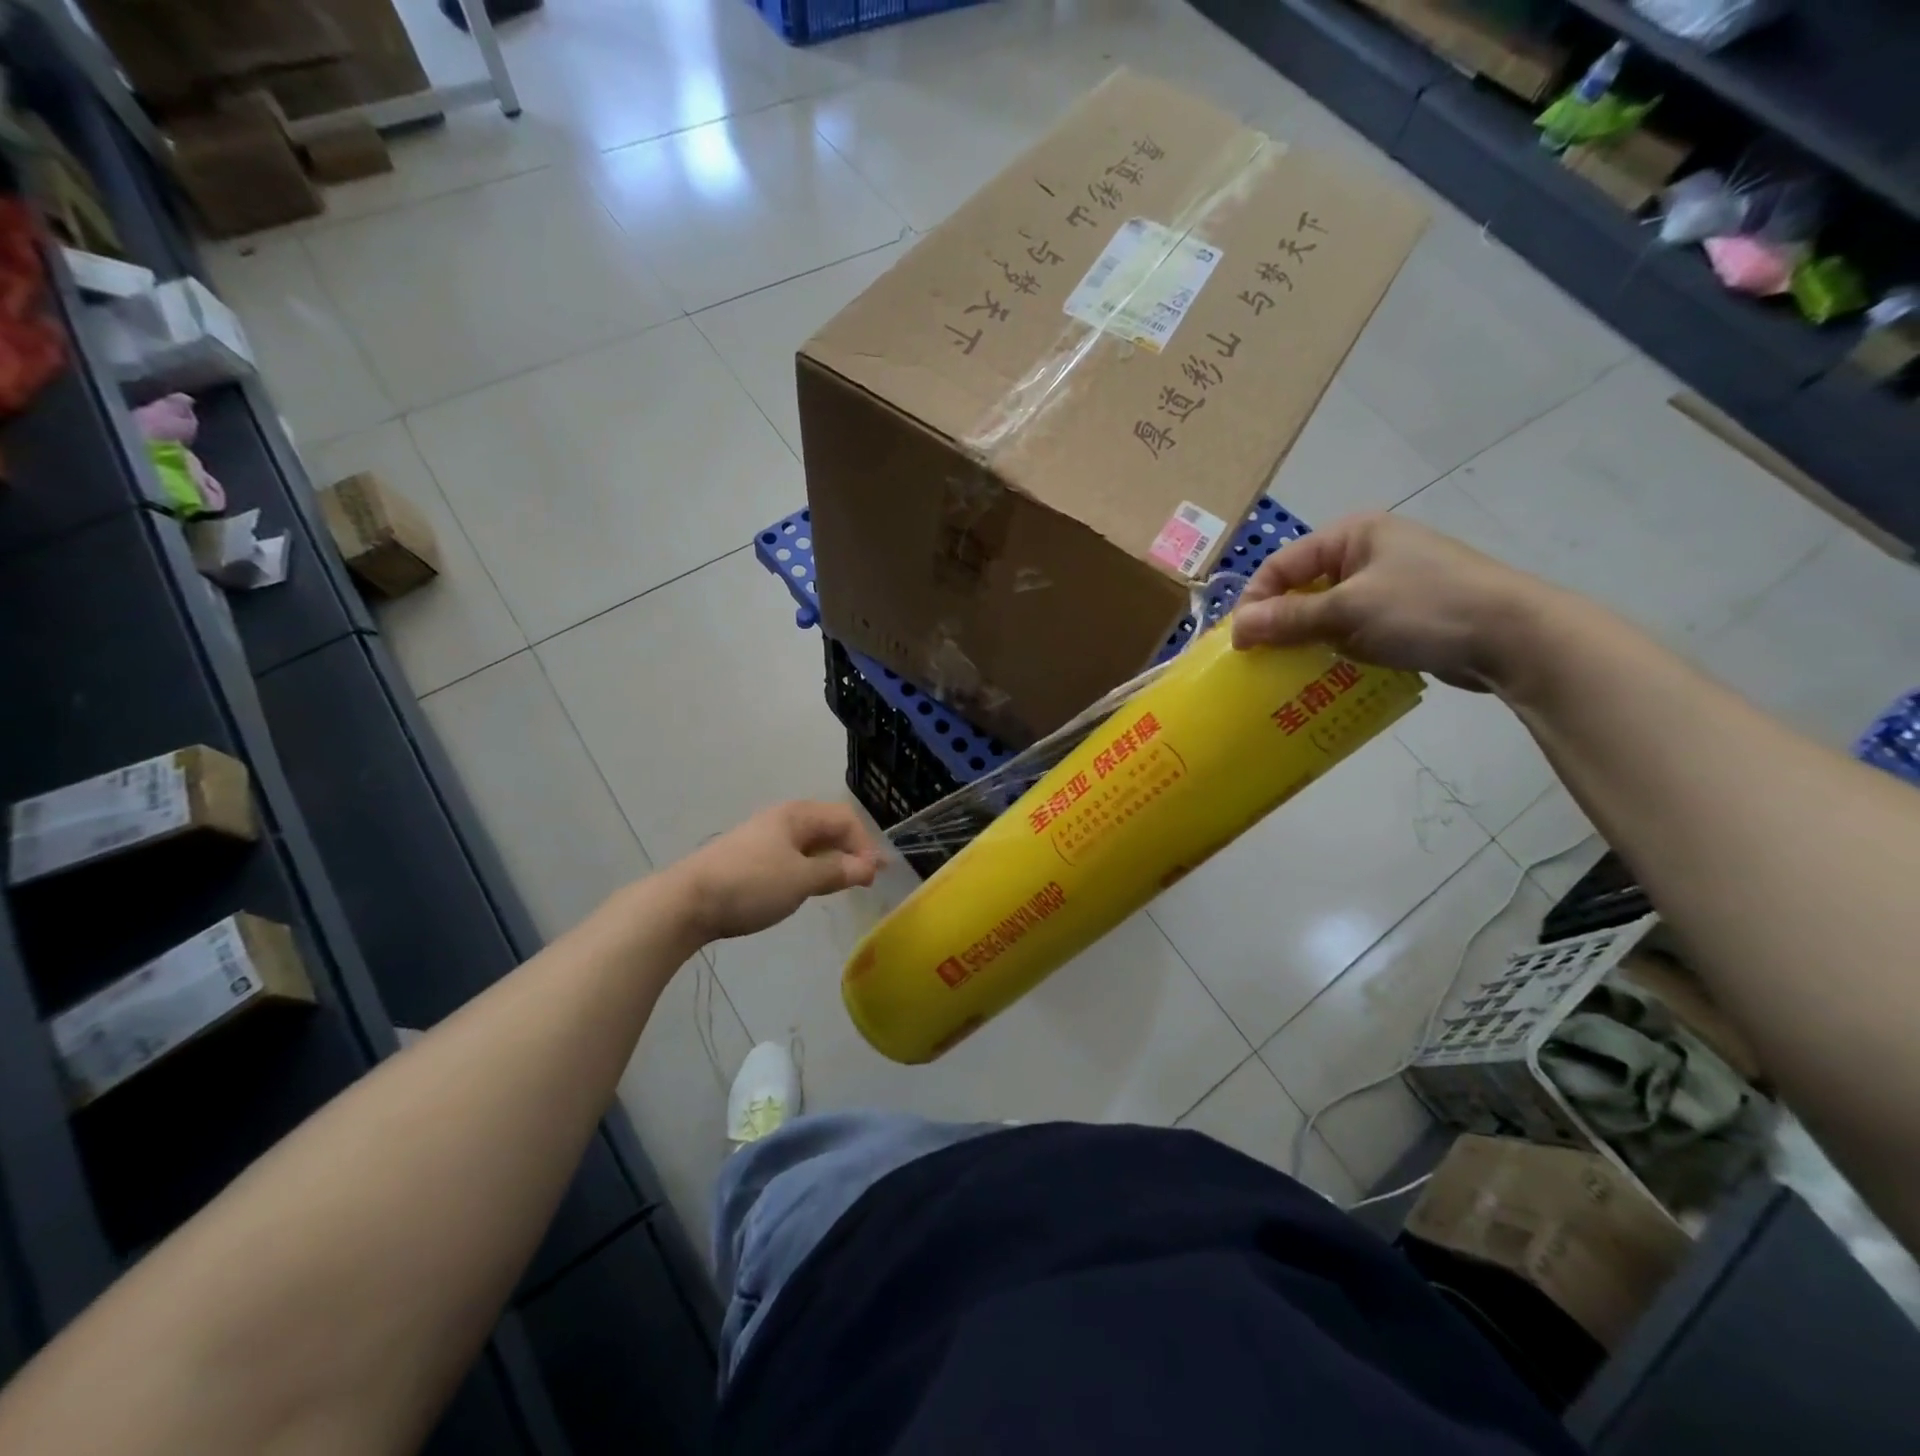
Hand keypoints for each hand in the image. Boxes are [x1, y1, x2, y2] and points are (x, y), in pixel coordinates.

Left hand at [670, 801, 882, 942]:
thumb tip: (868, 867)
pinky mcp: (749, 858)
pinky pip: (791, 855)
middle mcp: (781, 818)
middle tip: (864, 880)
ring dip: (830, 860)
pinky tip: (806, 886)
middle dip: (850, 850)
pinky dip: (809, 867)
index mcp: (796, 815)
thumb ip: (837, 871)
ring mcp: (763, 837)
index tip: (872, 876)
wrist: (686, 902)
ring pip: (809, 842)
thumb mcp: (801, 879)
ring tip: (840, 885)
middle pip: (827, 827)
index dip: (864, 844)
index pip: (845, 818)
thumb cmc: (750, 885)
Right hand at [1230, 512, 1549, 691]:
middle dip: (1279, 624)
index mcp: (1352, 535)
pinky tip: (1327, 676)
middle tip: (1262, 659)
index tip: (1241, 643)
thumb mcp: (1348, 611)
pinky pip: (1353, 630)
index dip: (1256, 601)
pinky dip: (1336, 650)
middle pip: (1302, 588)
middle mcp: (1367, 553)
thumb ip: (1289, 618)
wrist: (1514, 636)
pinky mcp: (1404, 615)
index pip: (1281, 564)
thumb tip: (1236, 628)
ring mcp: (1388, 584)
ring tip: (1290, 672)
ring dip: (1307, 641)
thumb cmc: (1425, 608)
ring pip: (1326, 613)